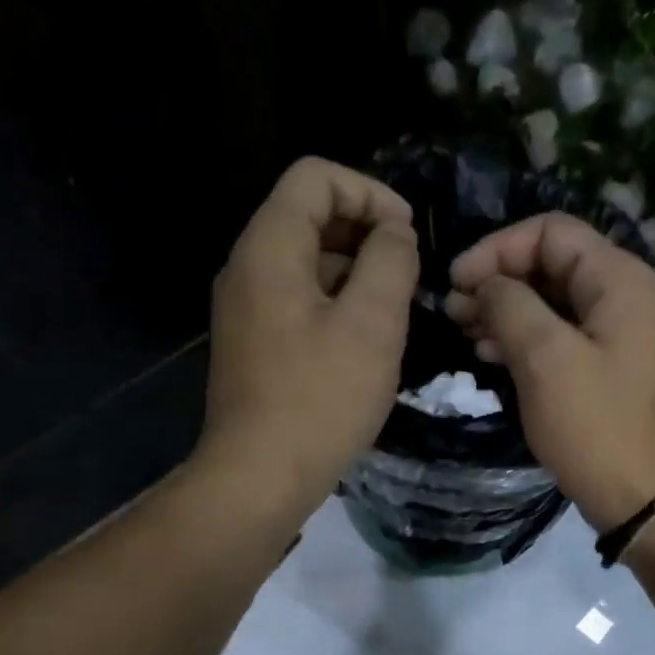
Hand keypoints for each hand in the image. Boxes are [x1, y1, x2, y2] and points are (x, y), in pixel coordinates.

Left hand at [201, 157, 419, 514]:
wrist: (258, 477)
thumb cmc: (320, 399)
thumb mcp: (371, 324)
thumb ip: (390, 261)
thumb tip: (394, 233)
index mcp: (269, 248)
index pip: (315, 177)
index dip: (370, 192)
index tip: (408, 236)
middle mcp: (247, 268)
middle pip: (309, 216)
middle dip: (366, 234)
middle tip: (408, 277)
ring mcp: (245, 310)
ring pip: (307, 264)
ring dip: (355, 274)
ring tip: (393, 314)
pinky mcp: (253, 345)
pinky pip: (298, 302)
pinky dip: (335, 306)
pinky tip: (364, 346)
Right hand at [447, 213, 654, 533]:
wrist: (643, 497)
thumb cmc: (595, 424)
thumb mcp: (545, 358)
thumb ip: (510, 305)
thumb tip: (486, 285)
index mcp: (618, 278)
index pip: (550, 232)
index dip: (497, 248)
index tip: (457, 281)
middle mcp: (623, 296)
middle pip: (550, 265)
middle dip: (498, 281)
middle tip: (453, 311)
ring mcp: (617, 335)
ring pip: (552, 303)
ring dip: (505, 312)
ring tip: (464, 333)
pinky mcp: (606, 369)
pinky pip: (560, 337)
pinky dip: (524, 339)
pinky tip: (490, 356)